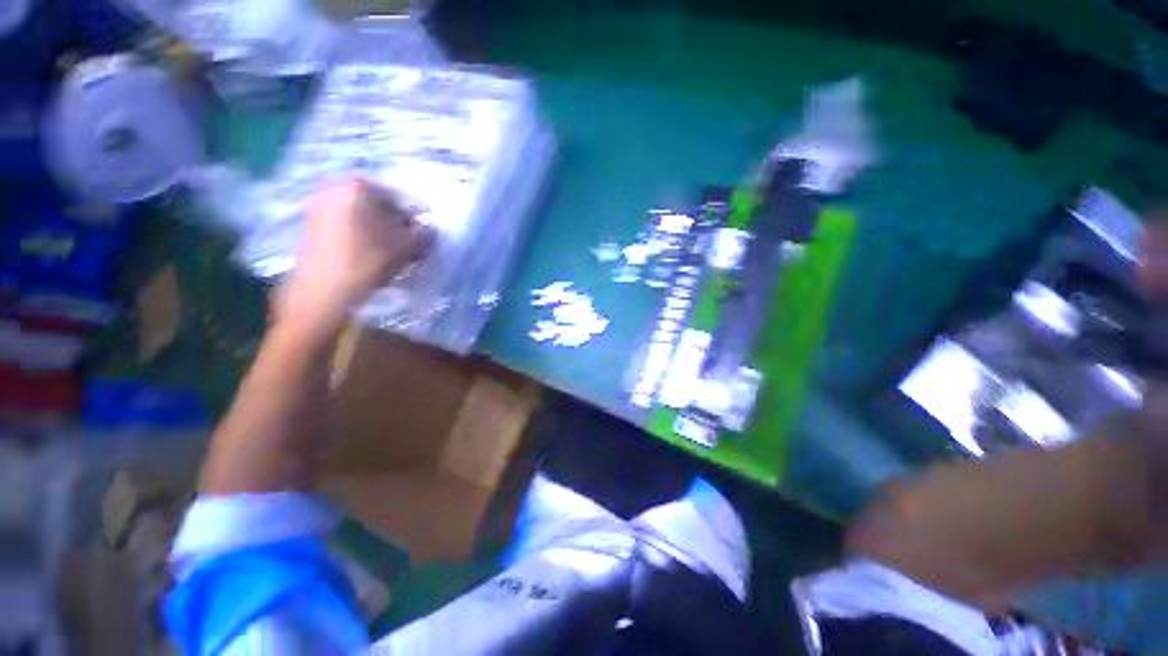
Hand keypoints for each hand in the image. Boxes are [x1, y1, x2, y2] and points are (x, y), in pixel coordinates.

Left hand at [275, 178, 433, 336]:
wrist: (324, 290)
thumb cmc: (368, 261)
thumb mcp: (407, 246)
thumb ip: (424, 233)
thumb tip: (429, 229)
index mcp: (358, 186)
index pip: (400, 197)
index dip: (418, 215)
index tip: (427, 231)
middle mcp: (334, 187)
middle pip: (378, 203)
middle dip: (397, 221)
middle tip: (411, 240)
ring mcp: (318, 204)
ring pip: (362, 214)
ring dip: (380, 228)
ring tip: (393, 248)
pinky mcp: (310, 224)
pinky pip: (346, 222)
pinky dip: (363, 233)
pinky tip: (371, 251)